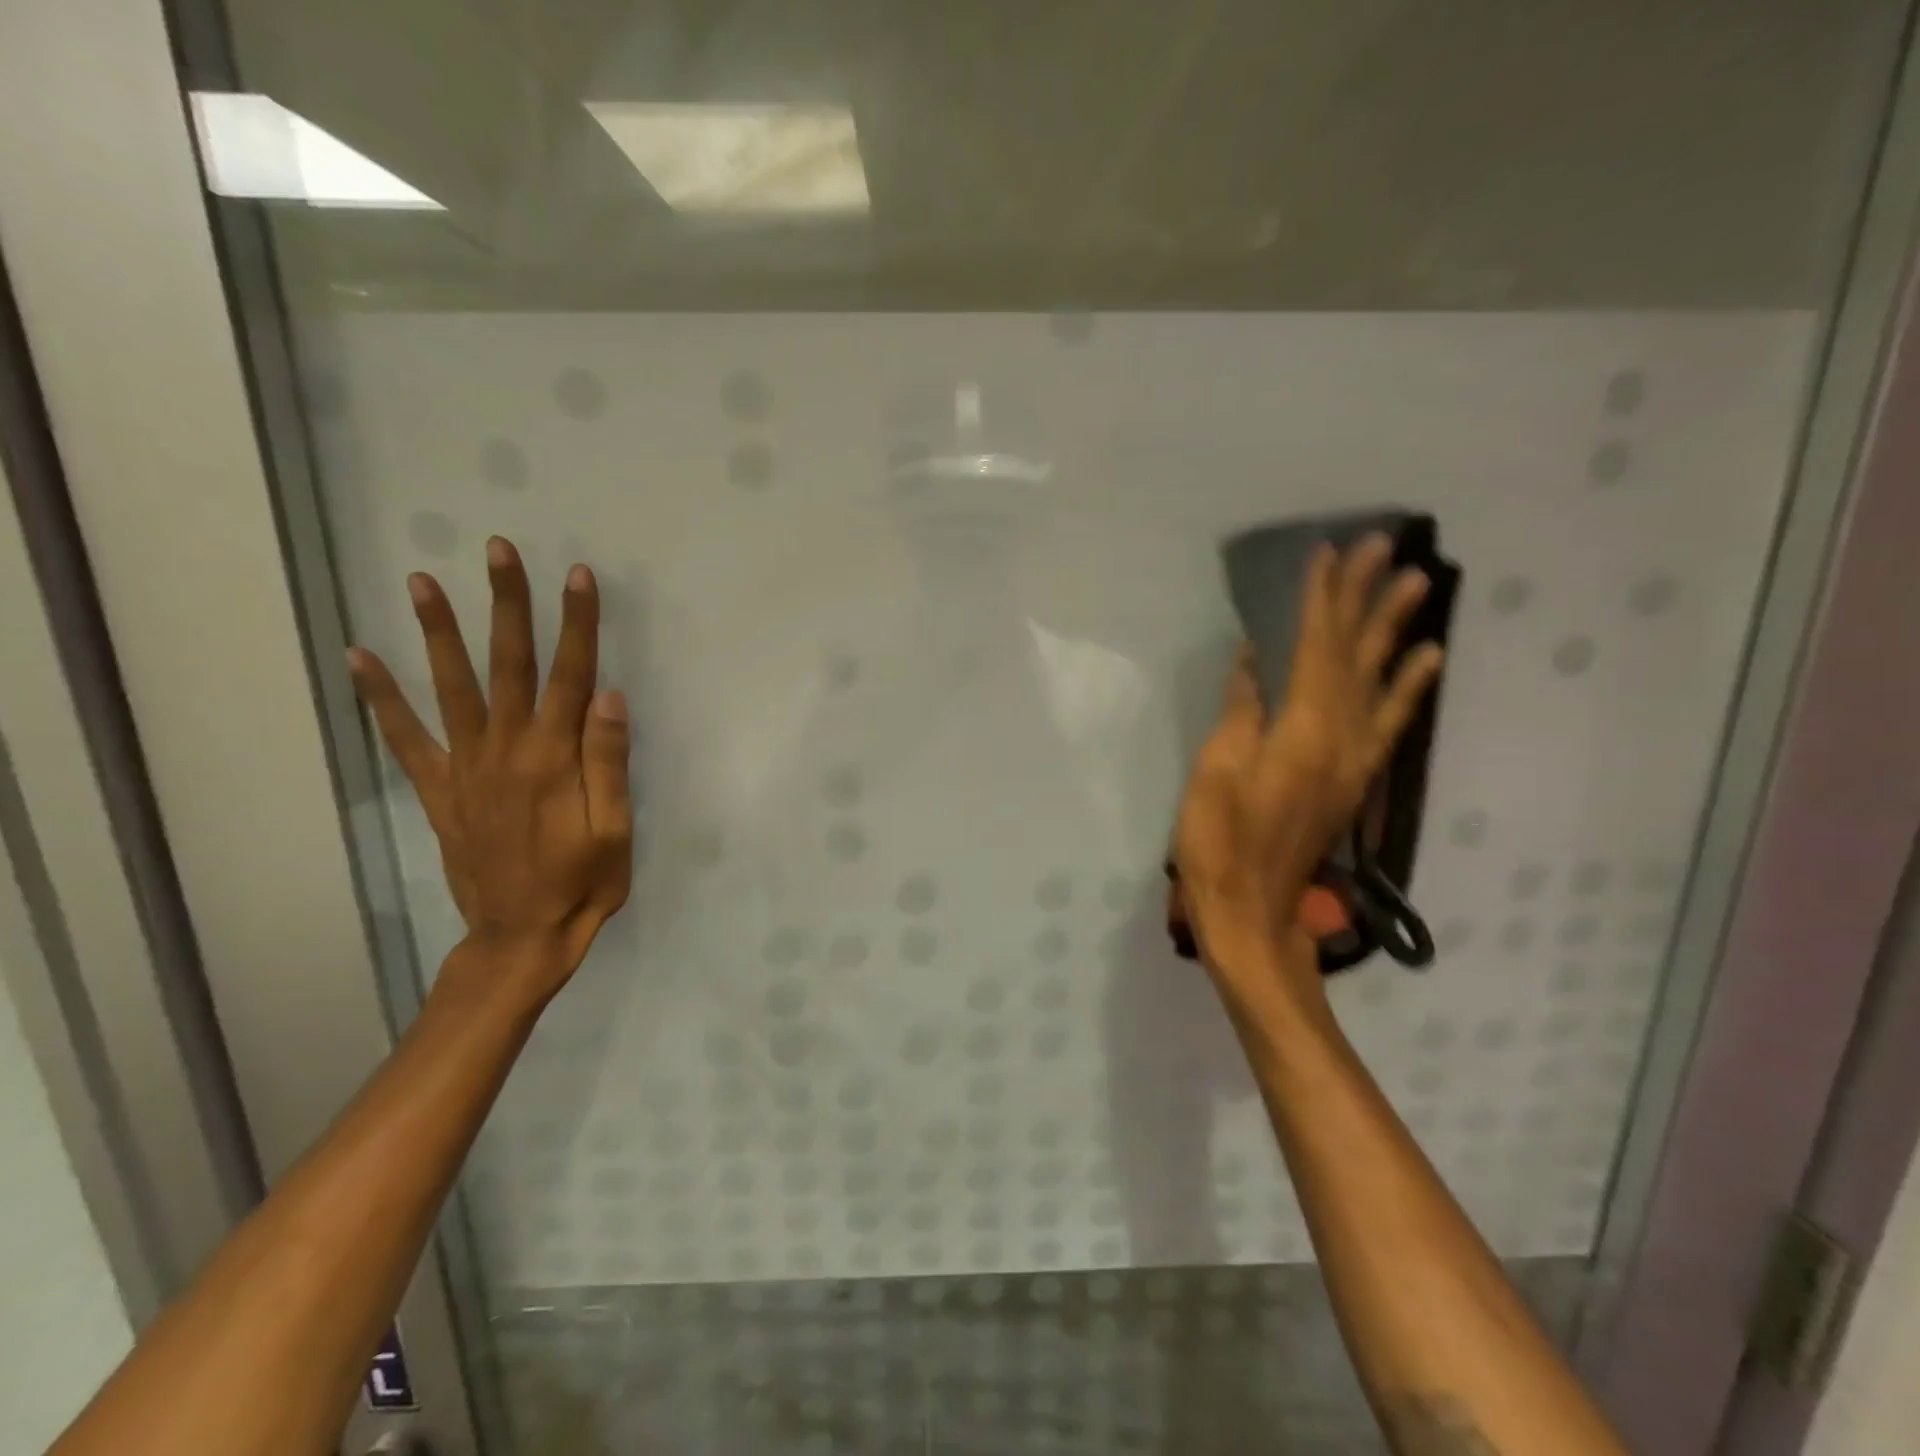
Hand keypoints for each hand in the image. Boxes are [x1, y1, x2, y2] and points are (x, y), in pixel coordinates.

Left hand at [347, 536, 633, 1002]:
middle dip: (507, 604)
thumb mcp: (615, 829)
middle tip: (498, 550)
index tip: (580, 576)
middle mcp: (506, 750)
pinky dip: (381, 698)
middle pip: (508, 664)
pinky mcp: (440, 791)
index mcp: (556, 758)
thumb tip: (607, 693)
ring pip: (451, 687)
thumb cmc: (583, 883)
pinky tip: (361, 658)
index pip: (571, 675)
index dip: (577, 623)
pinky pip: (405, 738)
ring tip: (420, 580)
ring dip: (438, 632)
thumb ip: (608, 761)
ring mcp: (466, 768)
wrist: (522, 936)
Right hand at [1173, 534, 1442, 1003]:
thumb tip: (1254, 661)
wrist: (1251, 913)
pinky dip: (1409, 687)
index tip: (1330, 553)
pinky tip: (1424, 664)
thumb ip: (1240, 713)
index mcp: (1304, 732)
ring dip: (1397, 631)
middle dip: (1367, 598)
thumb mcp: (1214, 773)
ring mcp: (1353, 761)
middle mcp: (1341, 738)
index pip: (1315, 649)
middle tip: (1388, 547)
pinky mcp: (1351, 780)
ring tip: (1419, 585)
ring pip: (1380, 682)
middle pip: (1355, 656)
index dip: (1321, 600)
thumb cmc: (1218, 843)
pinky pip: (1389, 721)